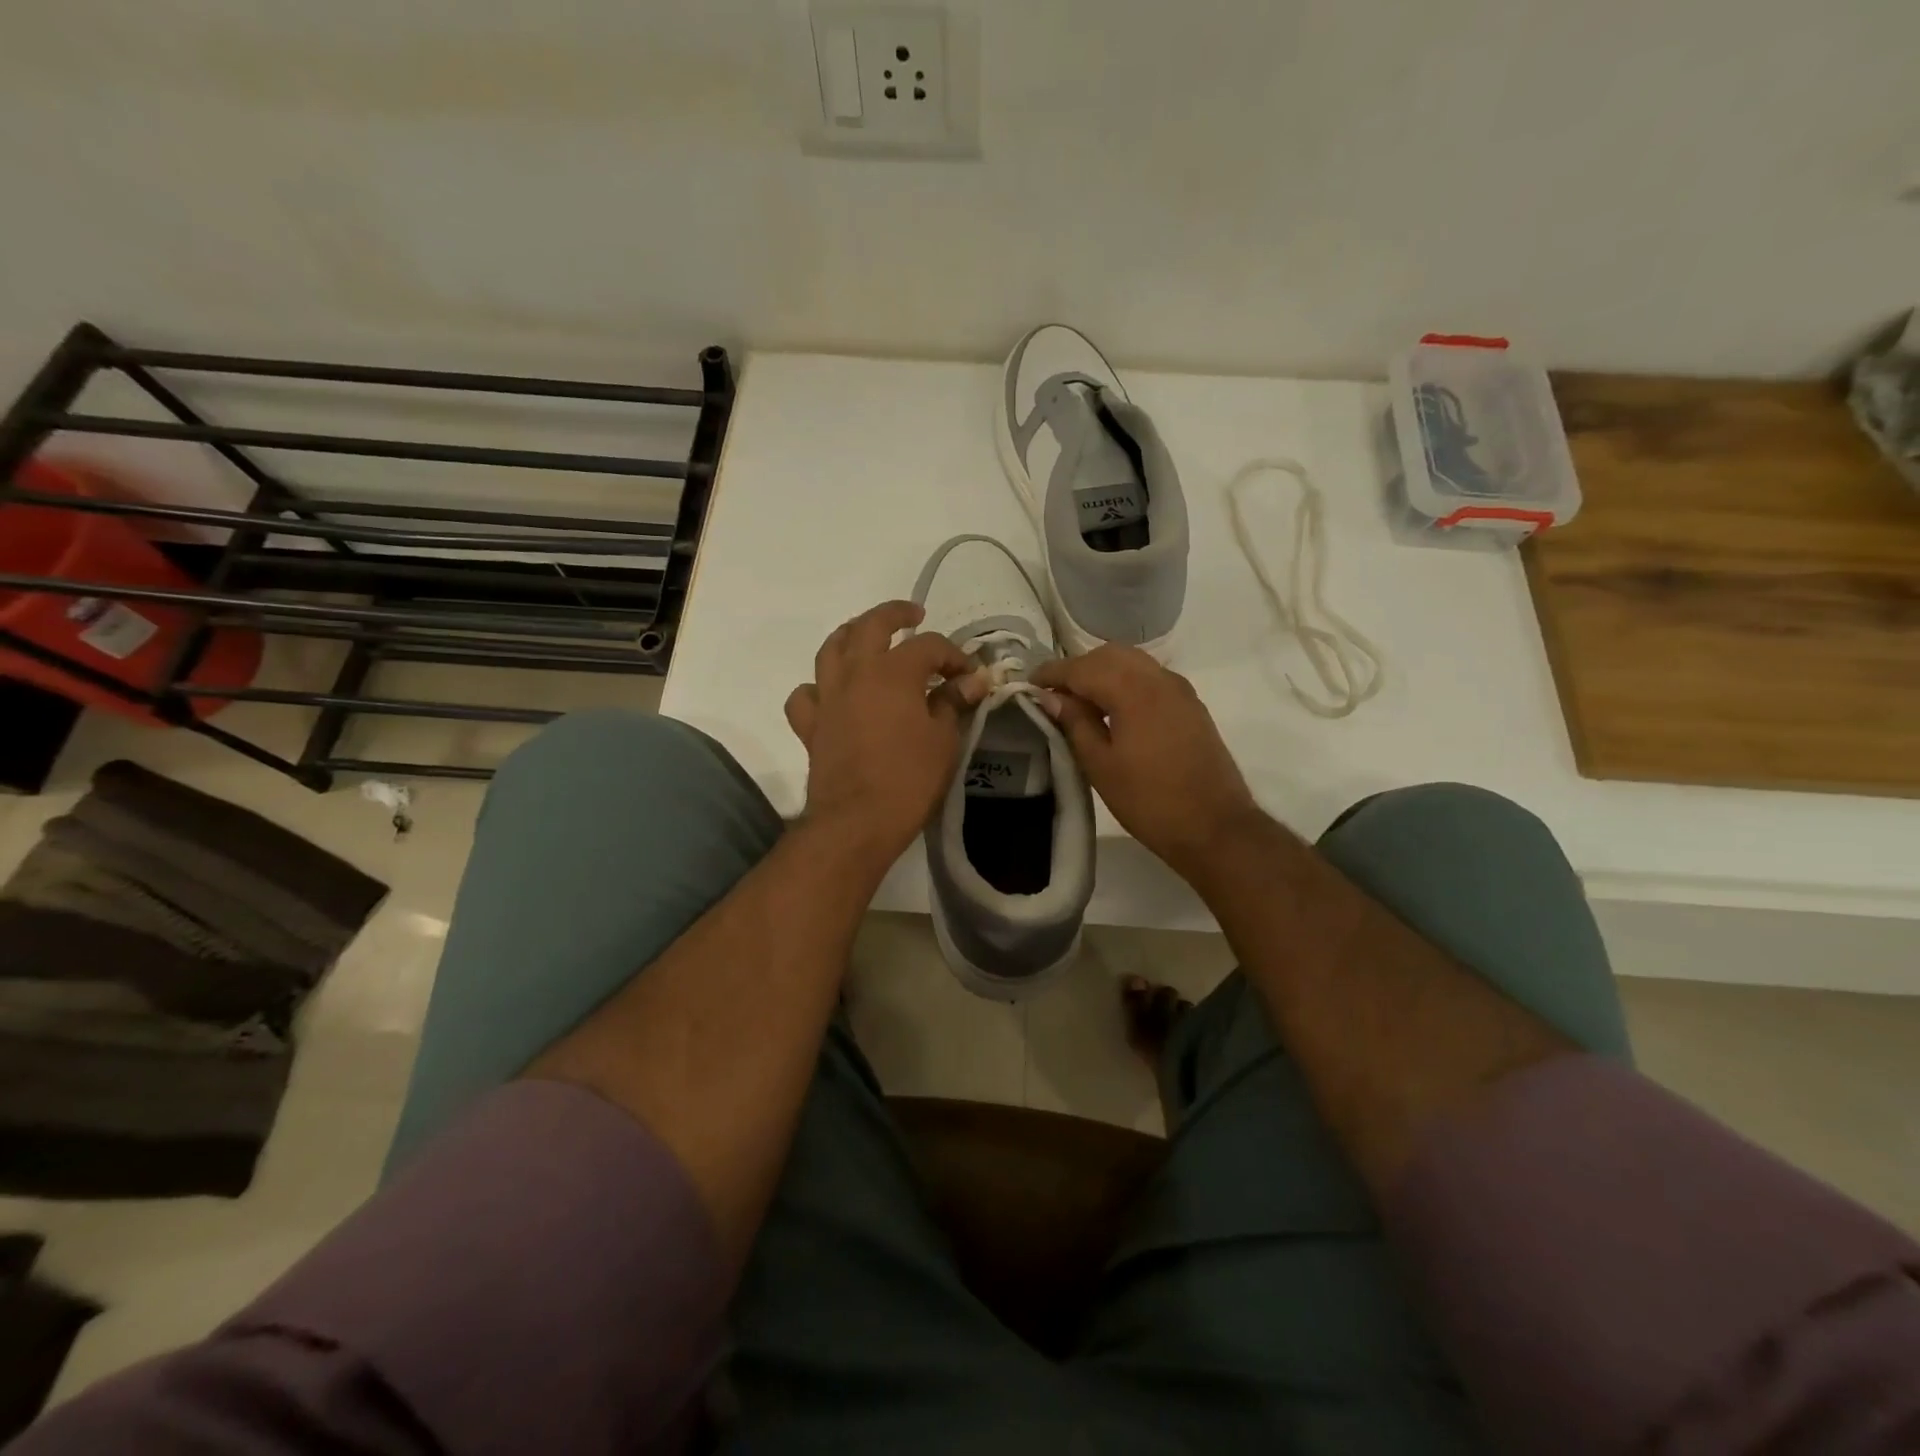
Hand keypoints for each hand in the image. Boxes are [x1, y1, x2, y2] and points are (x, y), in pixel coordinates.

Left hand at [785, 601, 984, 867]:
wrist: (857, 821)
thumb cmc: (909, 779)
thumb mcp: (944, 740)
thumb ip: (953, 703)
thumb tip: (973, 680)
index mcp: (893, 672)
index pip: (928, 646)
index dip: (953, 655)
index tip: (969, 675)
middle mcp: (855, 673)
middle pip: (871, 626)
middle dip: (895, 613)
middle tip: (914, 614)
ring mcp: (828, 697)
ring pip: (831, 649)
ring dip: (851, 635)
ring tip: (866, 637)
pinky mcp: (811, 725)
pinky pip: (806, 694)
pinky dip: (818, 687)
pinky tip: (832, 694)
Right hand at [1032, 646, 1263, 881]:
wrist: (1215, 827)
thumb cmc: (1149, 801)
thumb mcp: (1100, 765)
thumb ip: (1074, 723)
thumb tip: (1050, 697)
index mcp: (1133, 690)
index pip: (1082, 667)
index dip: (1052, 673)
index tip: (1028, 684)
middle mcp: (1158, 678)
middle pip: (1109, 655)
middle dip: (1077, 668)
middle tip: (1053, 694)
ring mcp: (1179, 690)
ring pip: (1132, 662)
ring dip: (1102, 672)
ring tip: (1079, 702)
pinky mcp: (1190, 705)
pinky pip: (1150, 677)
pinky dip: (1125, 681)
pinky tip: (1113, 710)